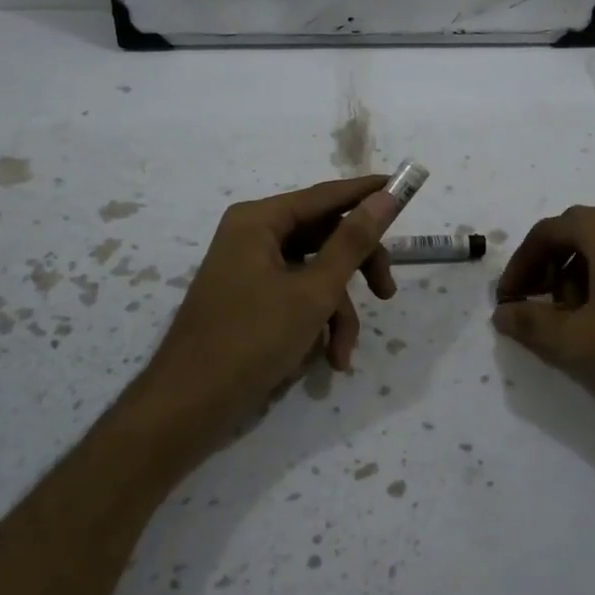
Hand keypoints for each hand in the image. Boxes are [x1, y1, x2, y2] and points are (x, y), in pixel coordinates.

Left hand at [135, 176, 401, 457]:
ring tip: (343, 353)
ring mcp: (249, 269)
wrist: (188, 407)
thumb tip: (385, 197)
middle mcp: (252, 235)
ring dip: (336, 312)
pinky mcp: (250, 300)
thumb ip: (353, 242)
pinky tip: (326, 360)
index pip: (326, 196)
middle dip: (356, 271)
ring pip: (314, 274)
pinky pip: (295, 297)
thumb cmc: (251, 339)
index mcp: (259, 220)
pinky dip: (315, 323)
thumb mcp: (313, 291)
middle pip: (323, 237)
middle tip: (386, 293)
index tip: (406, 187)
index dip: (368, 193)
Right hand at [491, 204, 594, 451]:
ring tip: (581, 319)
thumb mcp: (580, 338)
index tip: (510, 299)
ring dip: (580, 277)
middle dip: (549, 272)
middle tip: (543, 307)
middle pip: (574, 237)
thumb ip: (533, 326)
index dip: (520, 267)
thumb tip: (502, 316)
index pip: (544, 234)